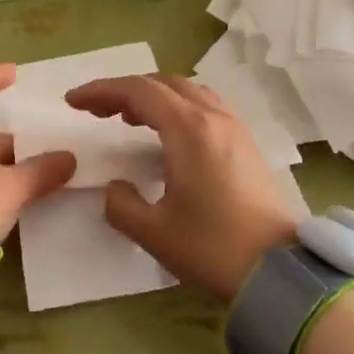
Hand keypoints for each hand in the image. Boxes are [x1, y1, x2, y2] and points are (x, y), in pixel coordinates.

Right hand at [63, 74, 300, 301]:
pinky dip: (177, 107)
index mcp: (189, 129)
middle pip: (163, 83)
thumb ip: (121, 205)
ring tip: (129, 118)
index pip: (138, 91)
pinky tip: (168, 134)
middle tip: (97, 111)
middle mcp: (214, 117)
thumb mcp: (153, 232)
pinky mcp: (246, 143)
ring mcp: (235, 127)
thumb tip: (117, 188)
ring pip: (188, 91)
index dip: (102, 91)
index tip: (73, 101)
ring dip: (154, 96)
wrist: (279, 270)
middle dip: (125, 90)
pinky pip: (205, 106)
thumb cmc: (213, 248)